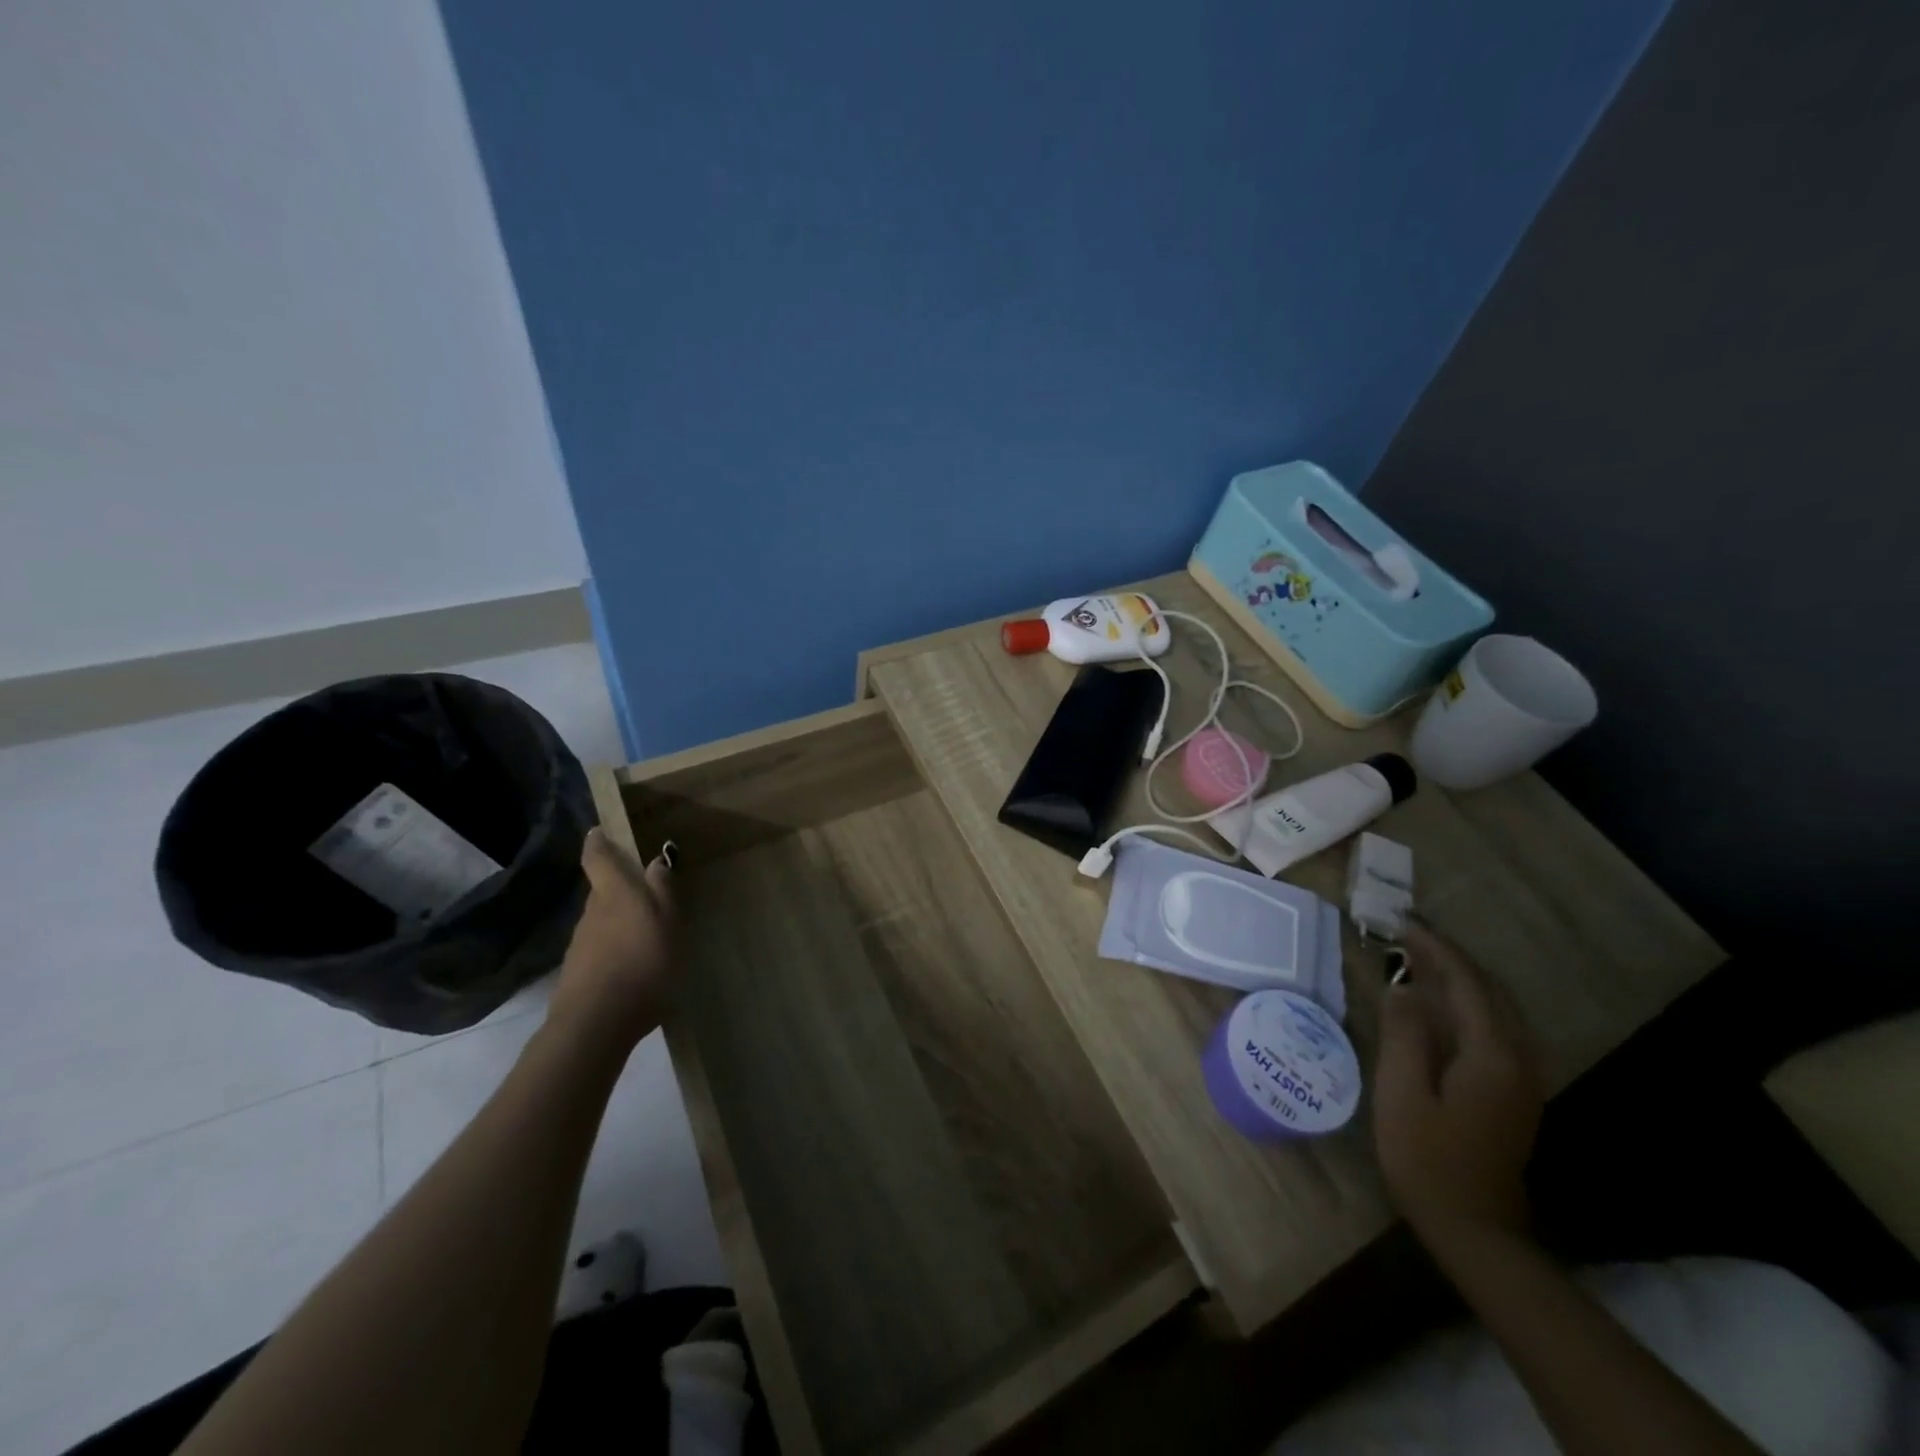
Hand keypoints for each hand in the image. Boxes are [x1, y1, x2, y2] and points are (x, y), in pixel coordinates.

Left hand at [547, 829, 676, 1052]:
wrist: (595, 1025)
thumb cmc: (641, 965)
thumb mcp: (667, 924)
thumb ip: (663, 892)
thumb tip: (655, 862)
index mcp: (614, 894)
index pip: (598, 858)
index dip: (598, 842)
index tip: (599, 831)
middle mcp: (592, 913)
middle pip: (602, 890)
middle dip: (618, 886)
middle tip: (643, 889)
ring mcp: (580, 944)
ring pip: (600, 920)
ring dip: (618, 920)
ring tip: (643, 931)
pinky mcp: (577, 973)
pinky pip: (598, 949)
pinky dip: (613, 948)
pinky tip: (631, 965)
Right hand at [1372, 919, 1543, 1244]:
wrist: (1476, 1230)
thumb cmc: (1427, 1158)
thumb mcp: (1402, 1093)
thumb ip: (1404, 1034)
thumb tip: (1404, 986)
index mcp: (1491, 1055)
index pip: (1467, 983)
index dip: (1435, 948)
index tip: (1401, 923)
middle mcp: (1518, 1059)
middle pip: (1491, 991)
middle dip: (1452, 958)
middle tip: (1407, 937)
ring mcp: (1523, 1079)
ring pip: (1499, 1009)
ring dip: (1463, 979)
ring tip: (1420, 962)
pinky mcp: (1516, 1093)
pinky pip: (1497, 1029)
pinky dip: (1470, 1004)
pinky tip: (1442, 1007)